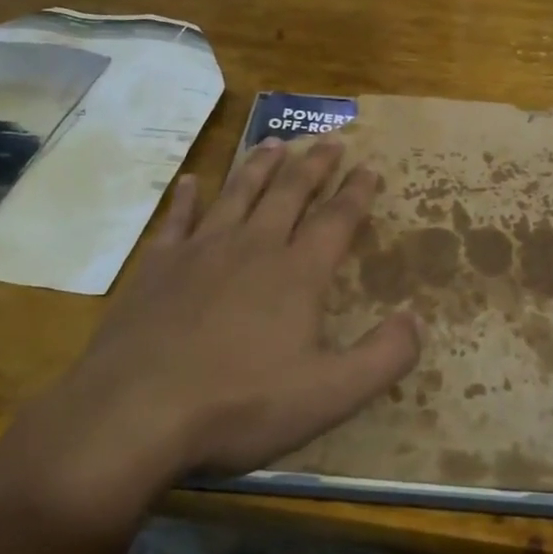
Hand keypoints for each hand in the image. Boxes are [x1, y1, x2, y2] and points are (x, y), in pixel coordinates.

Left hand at [0, 138, 419, 532]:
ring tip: (275, 143)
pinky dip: (187, 197)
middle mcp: (252, 247)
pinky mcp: (157, 267)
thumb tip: (417, 319)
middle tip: (330, 140)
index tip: (370, 166)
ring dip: (259, 167)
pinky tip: (191, 181)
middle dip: (314, 165)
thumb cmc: (239, 405)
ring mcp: (200, 252)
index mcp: (297, 274)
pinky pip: (177, 220)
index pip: (336, 219)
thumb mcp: (329, 395)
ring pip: (238, 194)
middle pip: (289, 193)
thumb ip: (383, 357)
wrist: (134, 413)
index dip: (357, 192)